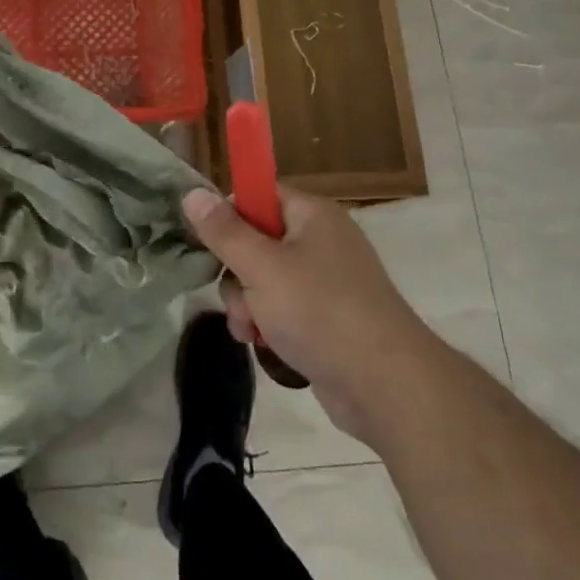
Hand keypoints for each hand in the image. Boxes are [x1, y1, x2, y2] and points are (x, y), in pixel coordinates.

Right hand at [182, 185, 429, 443]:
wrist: (386, 387)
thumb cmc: (320, 312)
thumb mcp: (261, 267)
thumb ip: (224, 232)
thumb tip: (193, 193)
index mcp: (312, 215)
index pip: (260, 194)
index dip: (231, 214)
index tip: (211, 242)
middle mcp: (321, 241)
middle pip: (258, 240)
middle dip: (237, 272)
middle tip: (238, 297)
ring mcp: (327, 283)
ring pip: (265, 279)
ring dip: (248, 304)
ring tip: (252, 330)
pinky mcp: (328, 320)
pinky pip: (284, 309)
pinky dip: (269, 324)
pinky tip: (263, 345)